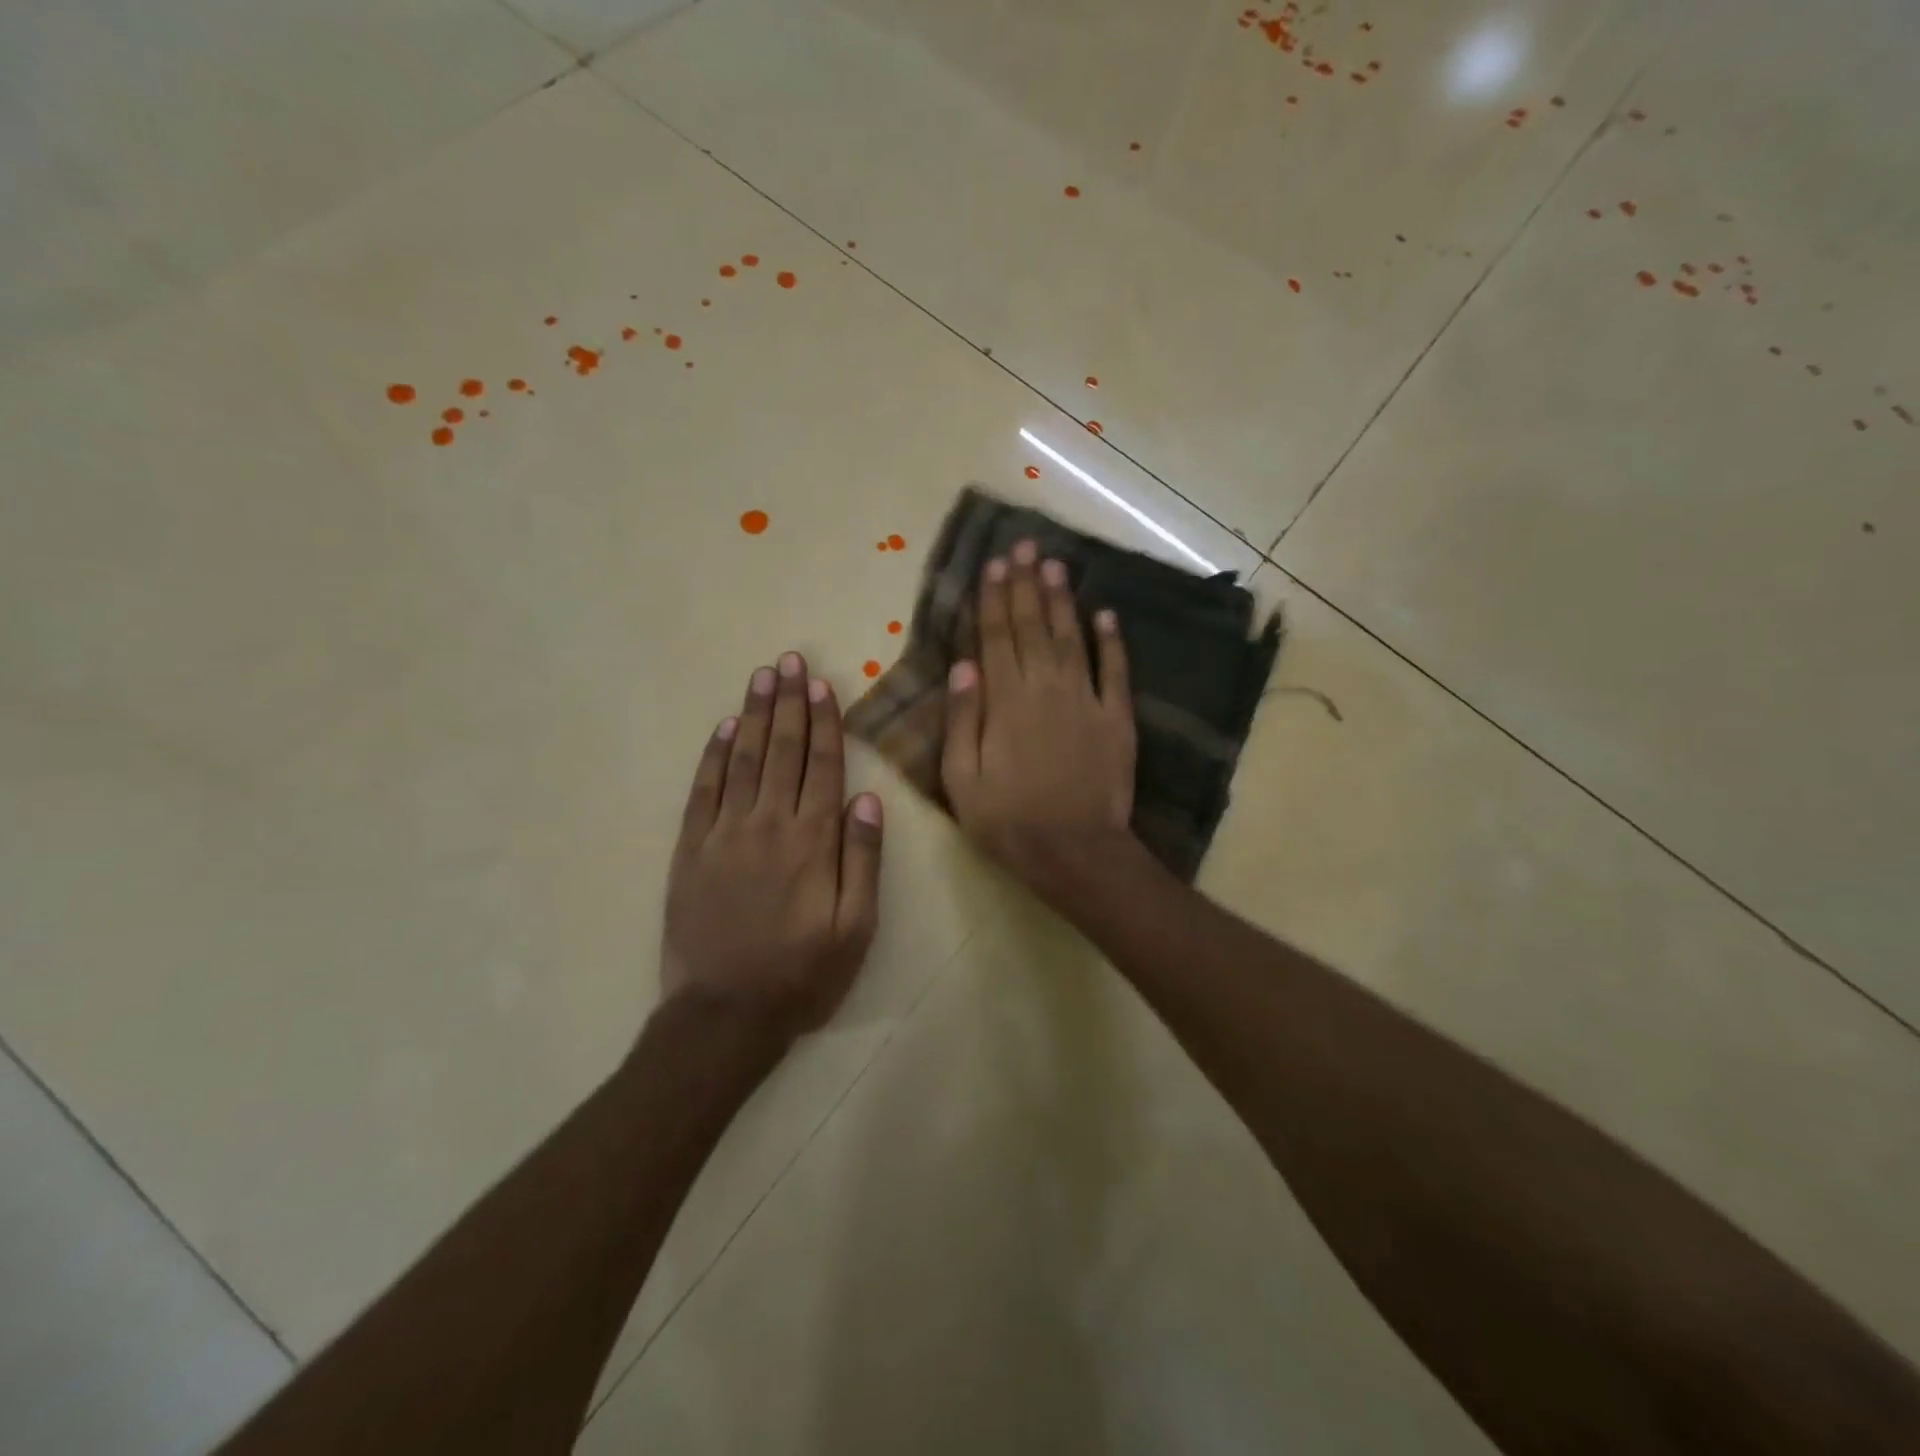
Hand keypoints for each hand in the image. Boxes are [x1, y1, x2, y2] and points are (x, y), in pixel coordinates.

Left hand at [663, 652, 883, 1039]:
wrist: (725, 1013)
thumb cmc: (803, 973)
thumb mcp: (856, 927)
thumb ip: (862, 859)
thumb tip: (867, 799)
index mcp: (812, 840)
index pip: (822, 765)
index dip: (824, 721)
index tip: (821, 685)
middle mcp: (768, 824)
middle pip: (782, 750)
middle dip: (789, 702)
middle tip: (789, 661)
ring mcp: (724, 833)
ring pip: (743, 760)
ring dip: (754, 715)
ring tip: (762, 677)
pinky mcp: (691, 850)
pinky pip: (703, 791)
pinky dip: (714, 756)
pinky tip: (723, 728)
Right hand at [941, 539, 1137, 898]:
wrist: (1076, 852)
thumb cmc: (1009, 821)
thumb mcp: (962, 780)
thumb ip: (962, 720)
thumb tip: (963, 666)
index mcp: (1005, 702)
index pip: (996, 638)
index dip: (994, 599)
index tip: (994, 565)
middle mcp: (1046, 689)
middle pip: (1033, 627)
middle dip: (1026, 585)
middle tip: (1026, 546)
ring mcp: (1086, 700)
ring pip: (1071, 638)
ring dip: (1062, 600)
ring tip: (1056, 564)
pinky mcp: (1117, 718)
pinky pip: (1114, 671)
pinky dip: (1110, 640)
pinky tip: (1105, 614)